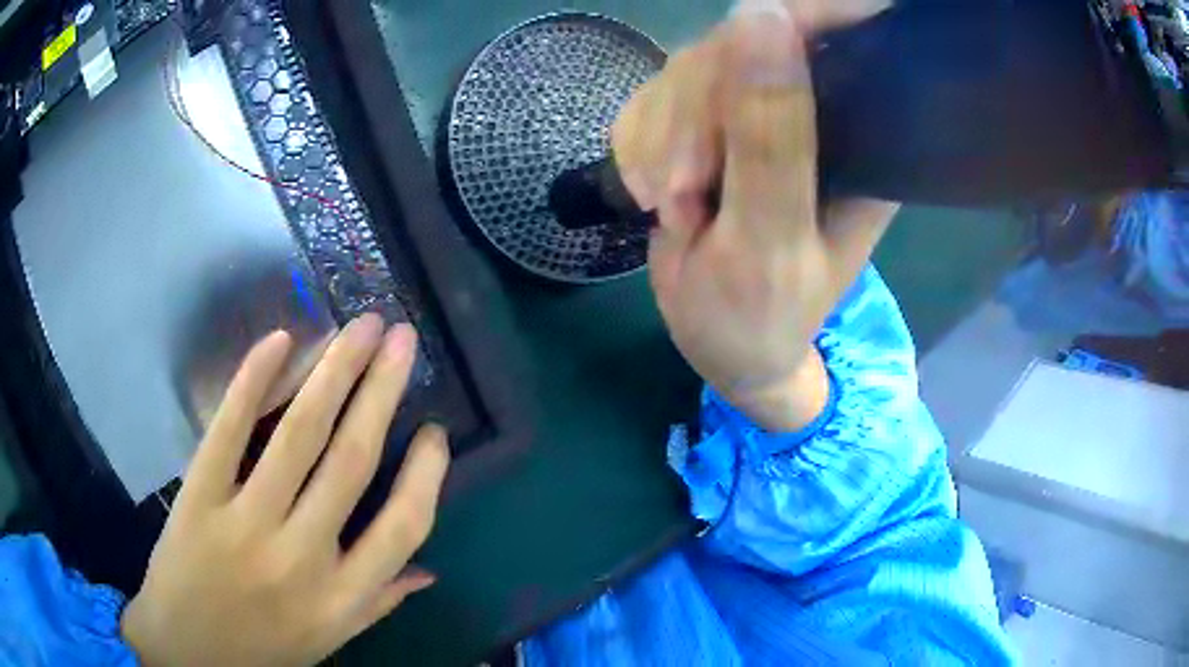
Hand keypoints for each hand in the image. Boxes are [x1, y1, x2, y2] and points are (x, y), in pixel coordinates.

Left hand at [121, 315, 449, 666]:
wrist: (186, 653)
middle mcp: (301, 558)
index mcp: (340, 597)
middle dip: (383, 391)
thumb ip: (378, 603)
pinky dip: (253, 380)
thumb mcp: (329, 640)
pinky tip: (281, 339)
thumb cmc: (263, 650)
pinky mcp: (198, 497)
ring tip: (362, 327)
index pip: (403, 526)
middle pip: (352, 461)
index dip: (427, 473)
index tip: (435, 430)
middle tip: (403, 338)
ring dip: (334, 370)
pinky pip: (228, 431)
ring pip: (298, 435)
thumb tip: (428, 570)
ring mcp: (245, 523)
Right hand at [613, 1, 898, 431]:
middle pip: (739, 46)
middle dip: (692, 118)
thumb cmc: (760, 315)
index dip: (781, 25)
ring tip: (673, 208)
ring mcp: (757, 111)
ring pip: (688, 68)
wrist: (722, 345)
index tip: (727, 87)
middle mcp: (816, 111)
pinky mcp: (709, 123)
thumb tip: (761, 14)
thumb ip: (769, 134)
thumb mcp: (768, 237)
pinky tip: (654, 194)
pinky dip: (640, 146)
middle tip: (683, 193)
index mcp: (862, 138)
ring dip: (660, 139)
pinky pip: (655, 96)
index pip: (833, 35)